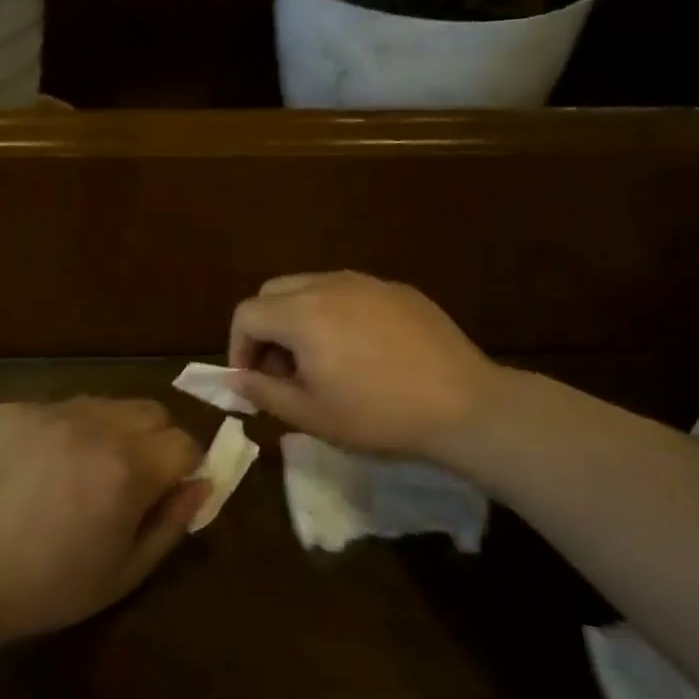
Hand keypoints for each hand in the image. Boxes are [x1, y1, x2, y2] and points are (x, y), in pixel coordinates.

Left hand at [0, 398, 207, 644]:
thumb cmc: (44, 588)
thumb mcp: (122, 574)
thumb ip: (171, 525)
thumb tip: (201, 485)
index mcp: (126, 469)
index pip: (184, 443)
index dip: (184, 468)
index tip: (167, 492)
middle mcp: (93, 426)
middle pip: (152, 412)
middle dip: (155, 441)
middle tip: (129, 479)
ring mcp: (48, 412)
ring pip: (105, 404)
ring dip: (111, 430)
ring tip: (81, 471)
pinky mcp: (11, 410)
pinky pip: (57, 409)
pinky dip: (63, 431)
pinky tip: (37, 468)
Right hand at [228, 271, 498, 460]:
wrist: (462, 405)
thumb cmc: (377, 415)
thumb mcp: (311, 415)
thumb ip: (264, 391)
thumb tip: (236, 378)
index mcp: (301, 313)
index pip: (247, 314)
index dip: (238, 347)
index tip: (253, 380)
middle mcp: (329, 285)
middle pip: (274, 292)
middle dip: (266, 328)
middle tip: (282, 370)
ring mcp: (367, 283)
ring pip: (312, 287)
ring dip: (300, 318)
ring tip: (321, 360)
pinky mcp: (398, 290)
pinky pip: (350, 293)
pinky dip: (337, 314)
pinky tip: (363, 351)